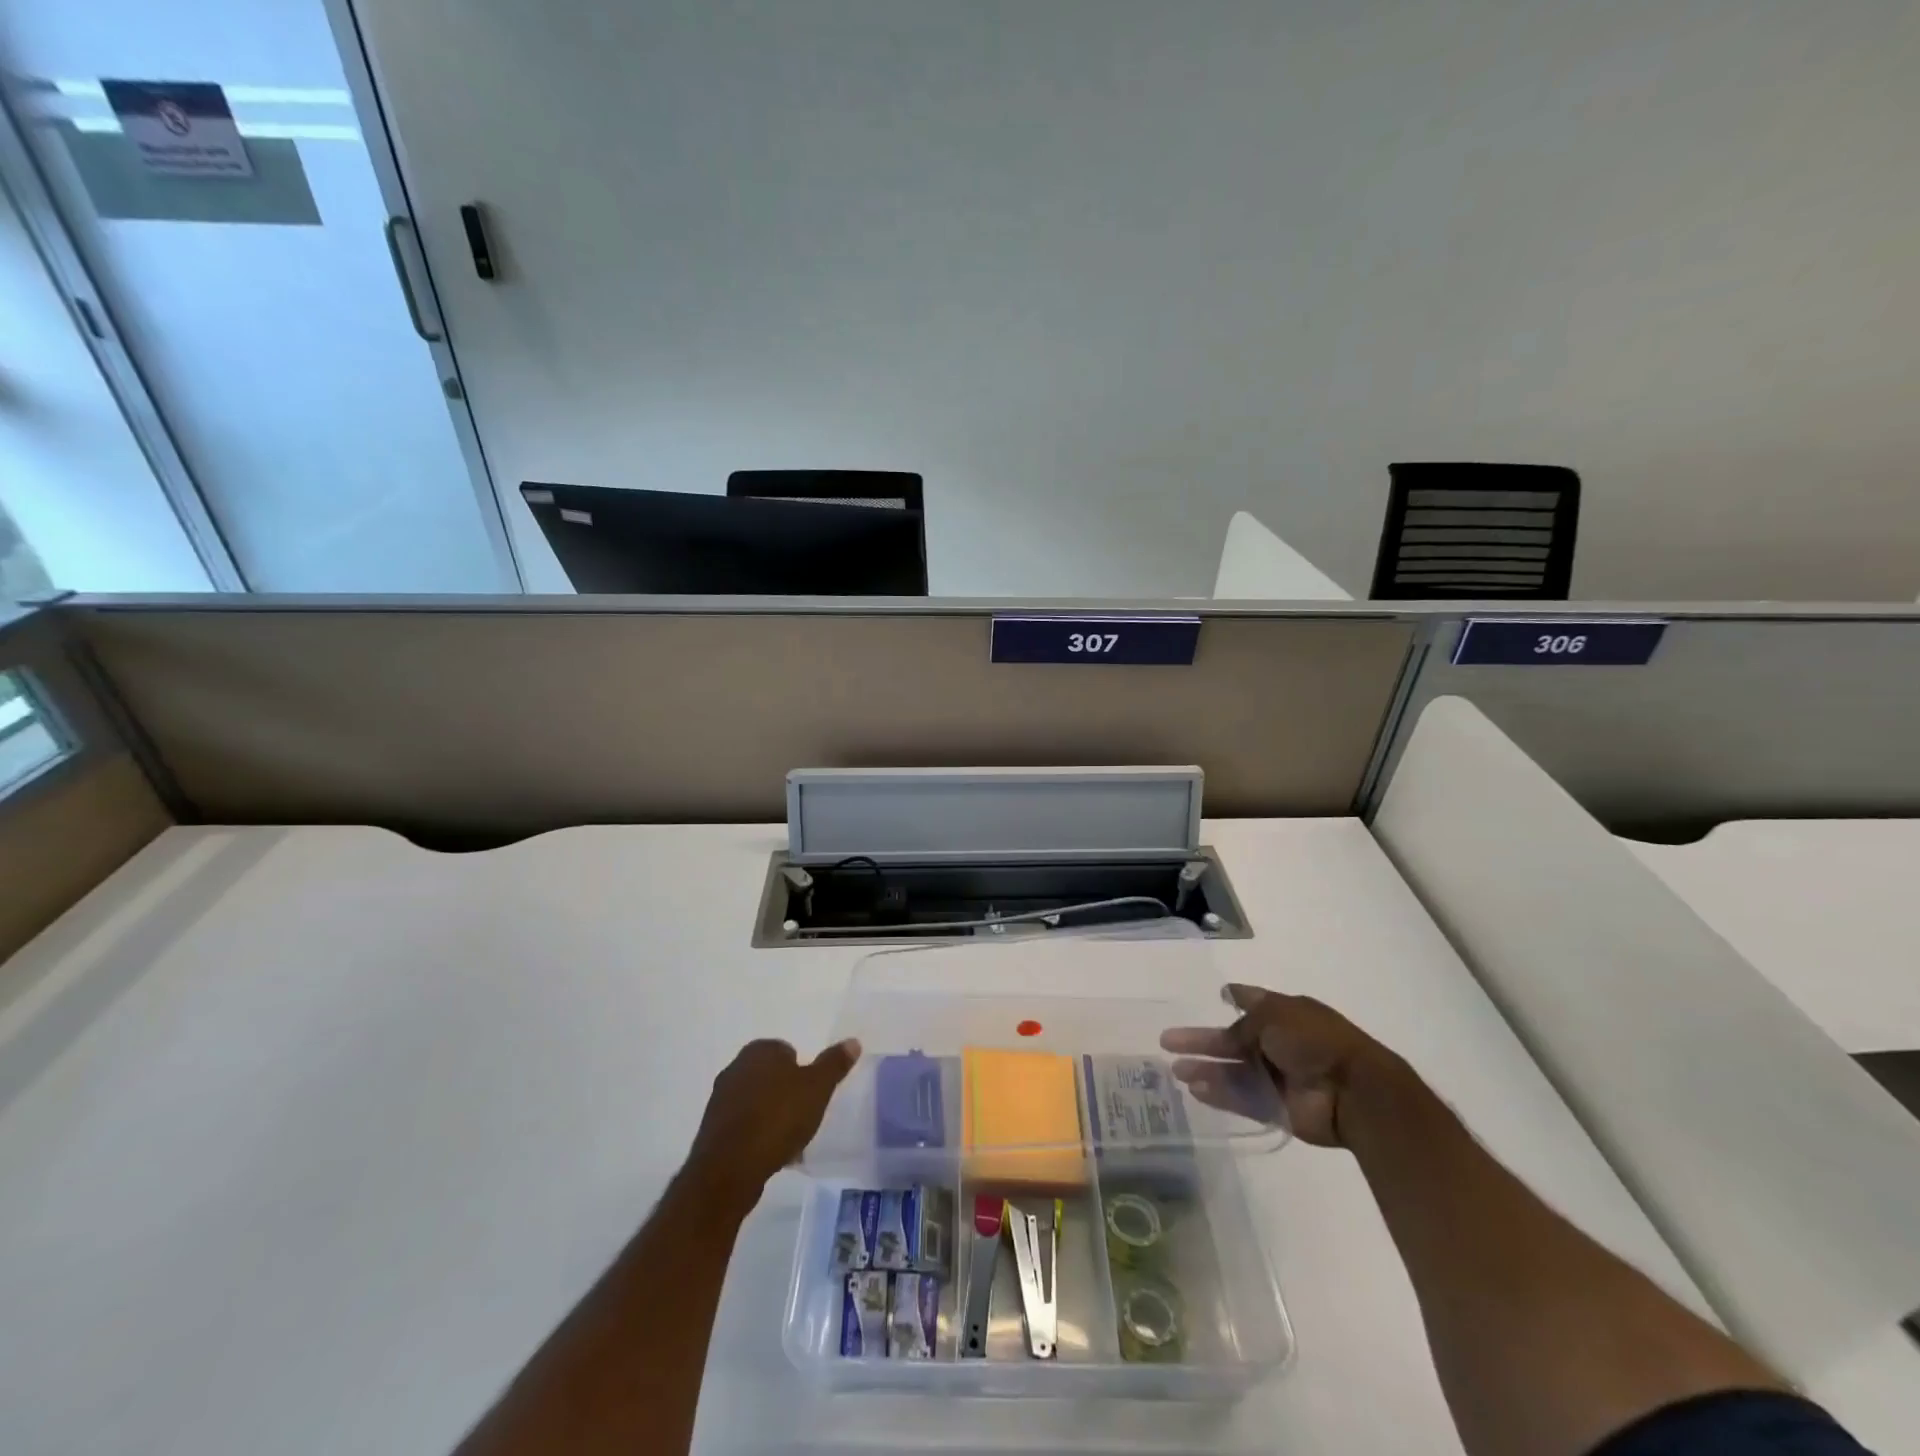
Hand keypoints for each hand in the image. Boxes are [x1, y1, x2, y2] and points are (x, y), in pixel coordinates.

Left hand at [682, 1038, 860, 1213]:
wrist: (730, 1169)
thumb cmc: (778, 1118)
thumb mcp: (817, 1088)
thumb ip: (834, 1064)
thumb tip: (853, 1041)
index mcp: (759, 1051)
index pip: (787, 1051)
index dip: (802, 1072)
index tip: (812, 1094)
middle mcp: (735, 1068)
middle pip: (771, 1077)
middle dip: (787, 1094)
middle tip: (805, 1115)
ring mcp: (720, 1100)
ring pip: (757, 1102)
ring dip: (772, 1116)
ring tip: (791, 1141)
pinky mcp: (712, 1131)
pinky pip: (744, 1126)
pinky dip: (758, 1135)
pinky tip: (772, 1154)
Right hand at [1160, 984, 1397, 1147]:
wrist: (1352, 1092)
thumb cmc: (1314, 1040)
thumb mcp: (1275, 1015)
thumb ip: (1245, 1020)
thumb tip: (1229, 1010)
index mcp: (1286, 1015)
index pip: (1255, 1003)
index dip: (1236, 997)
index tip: (1219, 993)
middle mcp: (1280, 1044)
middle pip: (1233, 1041)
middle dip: (1203, 1041)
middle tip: (1168, 1041)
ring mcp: (1278, 1077)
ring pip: (1233, 1071)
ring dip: (1206, 1069)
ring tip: (1175, 1070)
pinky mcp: (1276, 1108)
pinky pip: (1241, 1098)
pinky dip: (1220, 1094)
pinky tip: (1195, 1089)